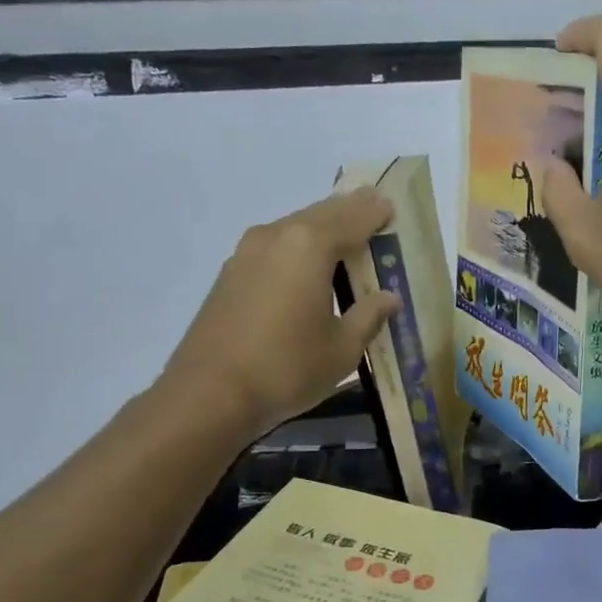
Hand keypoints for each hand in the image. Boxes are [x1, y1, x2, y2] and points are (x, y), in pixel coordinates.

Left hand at [158, 189, 400, 441]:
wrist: (209, 394)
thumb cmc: (287, 368)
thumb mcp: (342, 348)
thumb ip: (368, 316)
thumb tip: (389, 297)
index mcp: (310, 246)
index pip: (353, 218)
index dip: (375, 212)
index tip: (392, 206)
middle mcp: (277, 236)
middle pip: (321, 214)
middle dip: (349, 211)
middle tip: (373, 209)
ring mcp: (247, 253)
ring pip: (294, 228)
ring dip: (321, 228)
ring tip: (344, 237)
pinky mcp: (230, 274)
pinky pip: (275, 247)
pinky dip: (298, 247)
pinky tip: (307, 266)